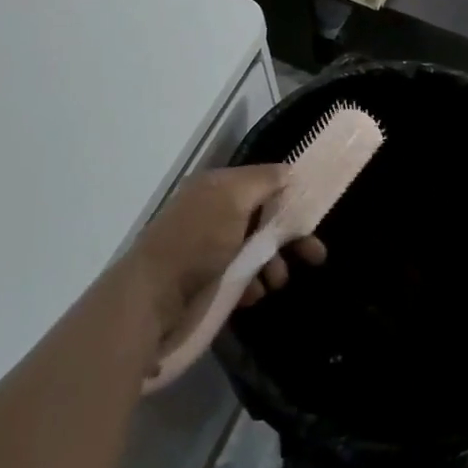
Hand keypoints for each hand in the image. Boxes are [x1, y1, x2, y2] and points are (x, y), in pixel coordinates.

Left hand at [123, 166, 327, 339]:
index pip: (262, 182)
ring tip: (276, 282)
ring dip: (273, 264)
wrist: (151, 297)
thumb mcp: (233, 199)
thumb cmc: (197, 241)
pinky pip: (240, 276)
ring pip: (254, 250)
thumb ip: (263, 181)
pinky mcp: (205, 279)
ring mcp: (208, 247)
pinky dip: (251, 283)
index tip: (314, 214)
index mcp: (218, 187)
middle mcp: (214, 212)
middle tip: (316, 256)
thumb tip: (288, 170)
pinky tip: (253, 295)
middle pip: (263, 218)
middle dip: (290, 236)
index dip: (289, 195)